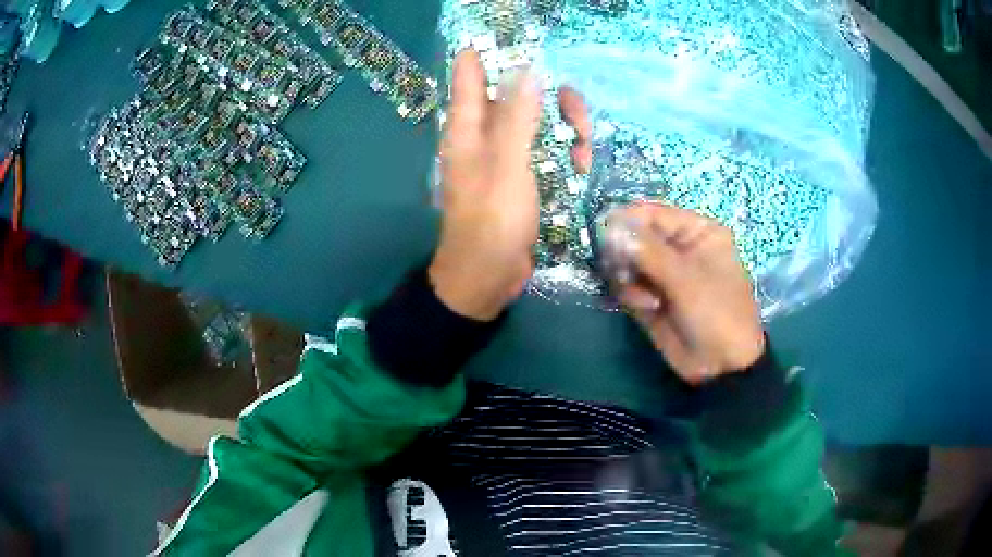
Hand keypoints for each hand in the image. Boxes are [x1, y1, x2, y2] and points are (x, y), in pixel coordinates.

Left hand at [429, 49, 591, 320]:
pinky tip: (580, 168)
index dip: (491, 48)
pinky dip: (566, 153)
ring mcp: (507, 154)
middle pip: (518, 93)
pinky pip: (548, 150)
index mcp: (468, 126)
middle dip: (551, 96)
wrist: (489, 277)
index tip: (523, 36)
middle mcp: (485, 133)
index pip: (470, 70)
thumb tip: (527, 70)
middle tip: (575, 111)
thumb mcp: (507, 166)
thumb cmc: (492, 222)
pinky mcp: (525, 175)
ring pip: (540, 120)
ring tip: (583, 150)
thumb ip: (517, 117)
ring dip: (566, 128)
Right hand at [611, 203, 765, 383]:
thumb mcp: (687, 279)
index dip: (628, 219)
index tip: (604, 232)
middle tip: (625, 270)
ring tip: (645, 297)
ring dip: (629, 277)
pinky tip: (647, 307)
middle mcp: (678, 247)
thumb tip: (611, 227)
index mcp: (696, 232)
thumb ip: (648, 251)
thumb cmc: (716, 313)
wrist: (720, 366)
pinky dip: (630, 294)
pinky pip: (627, 284)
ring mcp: (662, 273)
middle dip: (626, 252)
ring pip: (627, 261)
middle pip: (636, 235)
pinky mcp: (650, 296)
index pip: (654, 213)